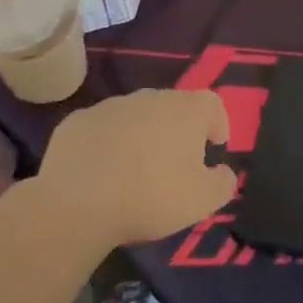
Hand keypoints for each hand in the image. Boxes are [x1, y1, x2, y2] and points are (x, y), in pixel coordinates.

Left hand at [37, 89, 235, 246]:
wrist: (77, 205)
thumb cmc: (151, 197)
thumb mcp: (203, 201)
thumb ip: (223, 183)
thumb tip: (224, 173)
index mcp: (185, 110)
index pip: (212, 103)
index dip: (217, 123)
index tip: (213, 148)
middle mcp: (150, 97)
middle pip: (173, 106)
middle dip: (178, 130)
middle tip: (175, 164)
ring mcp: (110, 106)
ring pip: (135, 116)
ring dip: (142, 135)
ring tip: (135, 170)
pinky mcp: (78, 121)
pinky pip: (102, 128)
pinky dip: (107, 144)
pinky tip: (101, 173)